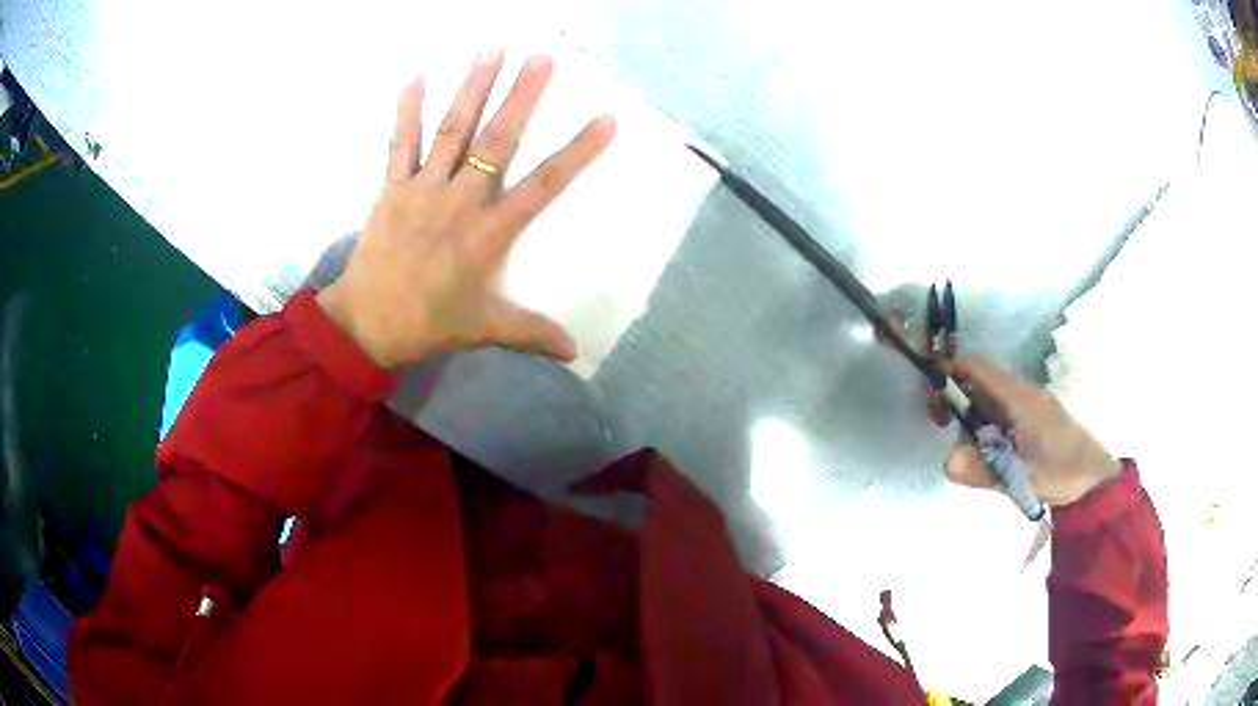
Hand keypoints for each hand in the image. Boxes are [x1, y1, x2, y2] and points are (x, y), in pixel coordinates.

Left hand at [318, 50, 616, 368]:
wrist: (367, 324)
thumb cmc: (429, 324)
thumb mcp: (484, 330)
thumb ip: (531, 333)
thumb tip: (575, 355)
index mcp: (489, 234)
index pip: (543, 186)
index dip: (576, 153)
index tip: (605, 119)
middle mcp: (460, 201)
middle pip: (497, 142)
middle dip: (522, 97)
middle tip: (542, 57)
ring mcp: (423, 189)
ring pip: (452, 130)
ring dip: (472, 88)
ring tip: (492, 49)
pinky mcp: (392, 187)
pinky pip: (400, 143)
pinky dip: (406, 110)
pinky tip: (413, 75)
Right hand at [944, 358, 1121, 507]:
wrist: (1095, 479)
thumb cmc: (1060, 472)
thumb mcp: (1020, 477)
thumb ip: (983, 470)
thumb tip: (946, 461)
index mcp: (1019, 397)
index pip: (977, 367)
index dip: (950, 376)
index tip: (937, 407)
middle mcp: (1023, 392)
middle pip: (980, 383)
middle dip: (959, 404)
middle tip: (951, 437)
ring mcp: (1030, 403)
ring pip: (991, 399)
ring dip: (975, 421)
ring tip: (976, 455)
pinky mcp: (1035, 417)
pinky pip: (1002, 412)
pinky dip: (989, 427)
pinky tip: (994, 455)